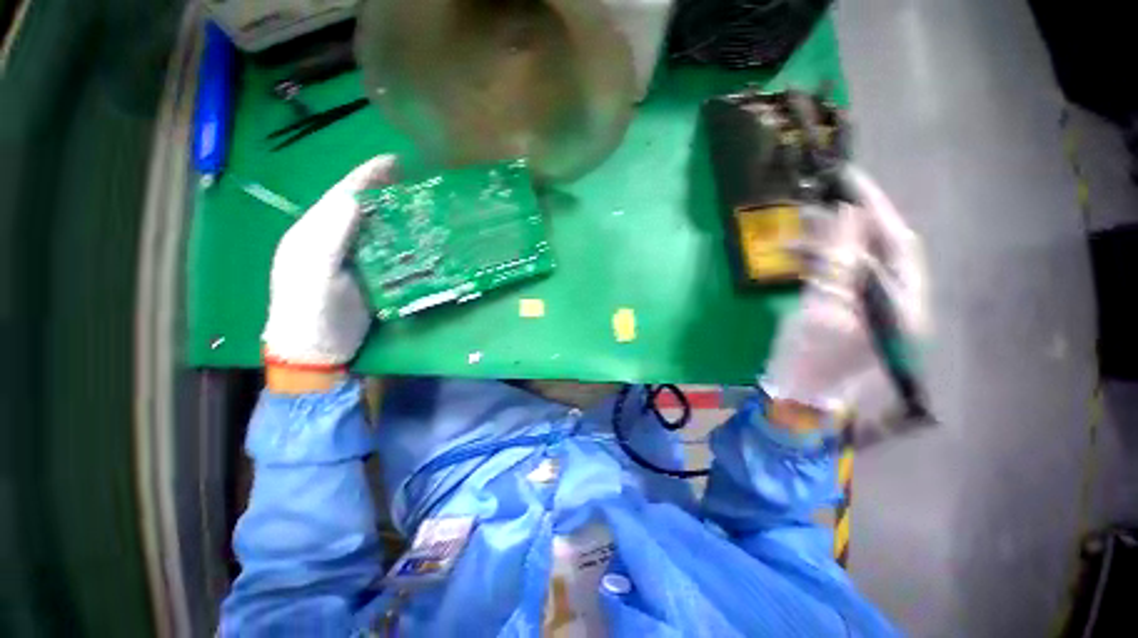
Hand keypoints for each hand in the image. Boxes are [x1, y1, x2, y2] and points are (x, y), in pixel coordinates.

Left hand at [262, 155, 397, 378]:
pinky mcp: (364, 275)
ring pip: (371, 228)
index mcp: (312, 234)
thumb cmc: (312, 314)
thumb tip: (354, 199)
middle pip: (356, 208)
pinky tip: (414, 237)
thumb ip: (331, 236)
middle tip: (412, 181)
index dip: (365, 176)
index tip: (393, 161)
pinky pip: (382, 249)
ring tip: (418, 204)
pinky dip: (398, 240)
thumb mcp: (317, 274)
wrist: (314, 352)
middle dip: (381, 190)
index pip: (340, 196)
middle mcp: (328, 240)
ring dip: (393, 214)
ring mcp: (347, 259)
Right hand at [762, 167, 927, 412]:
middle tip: (815, 204)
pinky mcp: (849, 313)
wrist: (796, 399)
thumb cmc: (808, 359)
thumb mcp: (821, 307)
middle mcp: (897, 303)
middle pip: (878, 251)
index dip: (874, 210)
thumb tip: (847, 213)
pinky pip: (839, 279)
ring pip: (854, 263)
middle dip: (846, 226)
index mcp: (903, 304)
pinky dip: (817, 265)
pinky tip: (792, 258)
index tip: (848, 181)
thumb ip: (837, 260)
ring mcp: (872, 309)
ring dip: (825, 246)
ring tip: (790, 235)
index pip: (897, 243)